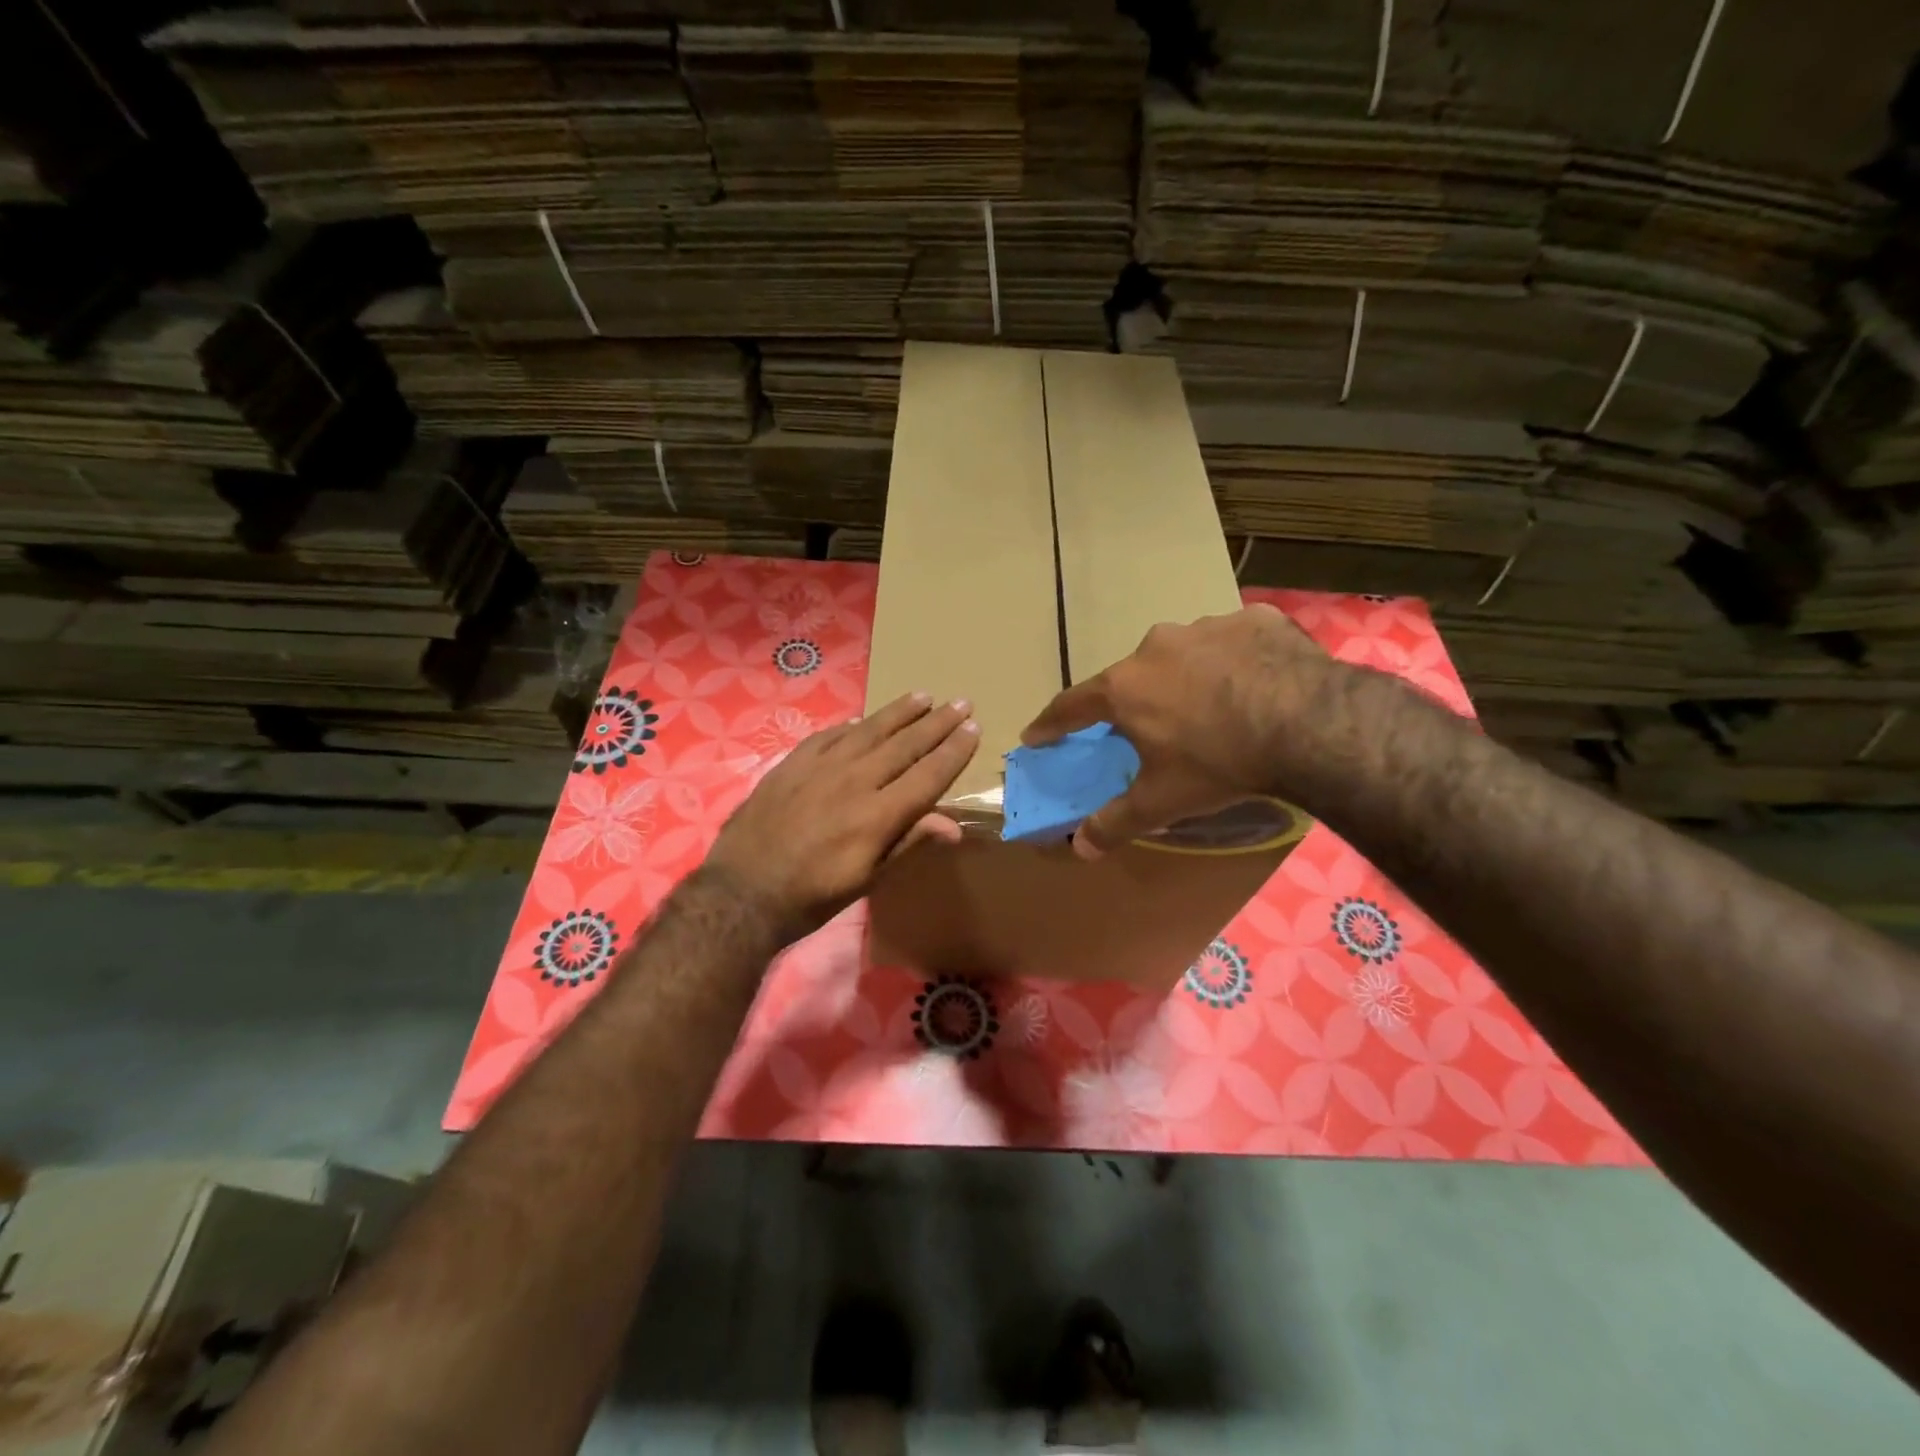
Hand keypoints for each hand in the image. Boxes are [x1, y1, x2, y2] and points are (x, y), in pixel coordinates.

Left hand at [705, 692, 980, 941]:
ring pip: (868, 730)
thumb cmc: (812, 896)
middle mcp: (854, 780)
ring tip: (922, 696)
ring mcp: (820, 767)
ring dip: (899, 712)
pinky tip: (860, 719)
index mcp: (878, 814)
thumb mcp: (867, 880)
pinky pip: (828, 736)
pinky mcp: (792, 764)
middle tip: (960, 701)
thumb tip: (953, 826)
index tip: (973, 727)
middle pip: (904, 744)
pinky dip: (850, 726)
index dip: (953, 751)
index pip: (928, 774)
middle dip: (936, 722)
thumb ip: (907, 843)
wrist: (742, 892)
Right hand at [1021, 604, 1337, 857]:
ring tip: (1215, 706)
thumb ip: (1116, 822)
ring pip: (1185, 655)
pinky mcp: (1255, 619)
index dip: (1052, 723)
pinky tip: (1257, 683)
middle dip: (1136, 700)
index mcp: (1125, 687)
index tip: (1036, 735)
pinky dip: (1237, 661)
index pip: (1072, 705)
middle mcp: (1157, 647)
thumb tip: (1079, 848)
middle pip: (1133, 676)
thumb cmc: (1219, 764)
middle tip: (1153, 727)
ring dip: (1189, 677)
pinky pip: (1235, 641)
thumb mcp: (1162, 801)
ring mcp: (1207, 627)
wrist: (1308, 724)